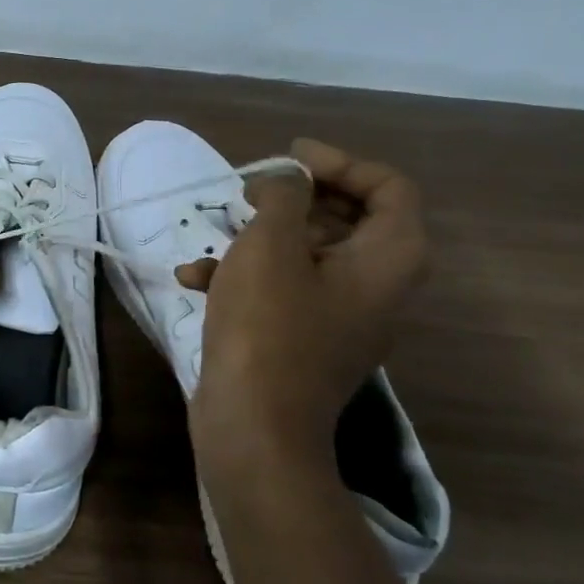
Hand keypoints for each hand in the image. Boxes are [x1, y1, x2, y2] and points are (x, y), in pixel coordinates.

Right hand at [179, 139, 427, 477]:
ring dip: (262, 238)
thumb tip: (288, 182)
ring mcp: (341, 318)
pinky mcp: (305, 341)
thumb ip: (284, 197)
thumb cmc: (268, 326)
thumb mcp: (271, 244)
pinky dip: (247, 278)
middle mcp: (377, 287)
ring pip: (310, 256)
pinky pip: (286, 292)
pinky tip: (193, 279)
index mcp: (388, 259)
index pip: (389, 187)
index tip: (289, 157)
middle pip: (349, 220)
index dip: (341, 162)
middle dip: (296, 199)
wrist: (255, 426)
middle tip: (251, 189)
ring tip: (216, 231)